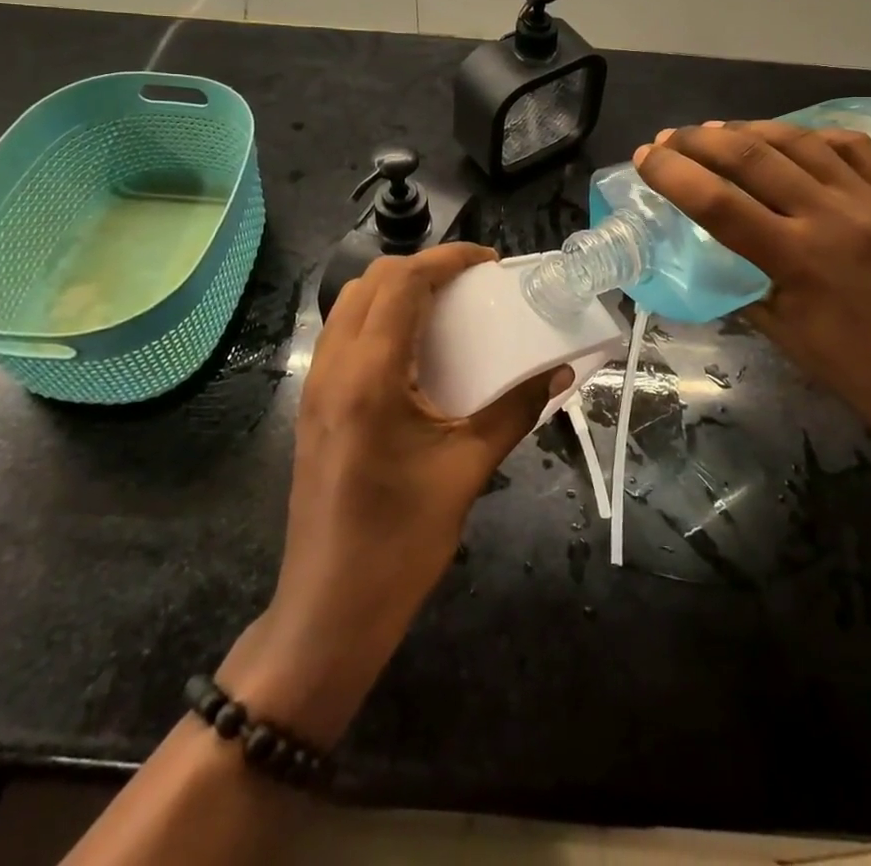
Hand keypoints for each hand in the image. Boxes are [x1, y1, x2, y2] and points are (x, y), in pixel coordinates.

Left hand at [217, 244, 558, 748]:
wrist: (328, 612)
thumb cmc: (400, 543)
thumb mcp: (467, 471)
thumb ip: (514, 410)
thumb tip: (558, 371)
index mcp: (370, 376)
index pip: (403, 283)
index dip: (447, 258)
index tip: (488, 261)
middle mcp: (334, 367)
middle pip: (372, 281)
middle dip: (422, 267)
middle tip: (470, 283)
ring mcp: (315, 386)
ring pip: (351, 304)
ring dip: (396, 289)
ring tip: (445, 306)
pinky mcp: (312, 406)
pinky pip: (343, 335)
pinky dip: (378, 318)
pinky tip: (414, 349)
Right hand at [637, 121, 870, 462]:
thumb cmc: (846, 365)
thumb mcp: (775, 326)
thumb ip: (739, 274)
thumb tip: (709, 239)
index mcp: (796, 258)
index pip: (717, 201)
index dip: (672, 173)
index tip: (645, 157)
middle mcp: (832, 216)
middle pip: (751, 155)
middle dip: (700, 140)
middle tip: (672, 138)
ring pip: (799, 139)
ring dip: (749, 129)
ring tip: (717, 131)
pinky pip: (851, 144)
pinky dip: (809, 134)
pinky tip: (787, 138)